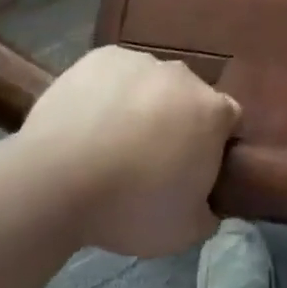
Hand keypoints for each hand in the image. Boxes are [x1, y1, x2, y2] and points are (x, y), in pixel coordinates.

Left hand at [19, 46, 241, 257]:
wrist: (57, 179)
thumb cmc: (130, 206)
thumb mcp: (183, 231)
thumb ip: (207, 213)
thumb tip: (207, 204)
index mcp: (212, 111)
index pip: (228, 120)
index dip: (214, 144)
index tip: (193, 168)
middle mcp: (183, 76)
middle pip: (188, 97)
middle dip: (177, 121)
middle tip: (150, 159)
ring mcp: (140, 61)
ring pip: (150, 83)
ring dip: (142, 104)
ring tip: (111, 142)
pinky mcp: (101, 56)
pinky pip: (114, 73)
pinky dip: (108, 91)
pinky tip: (88, 121)